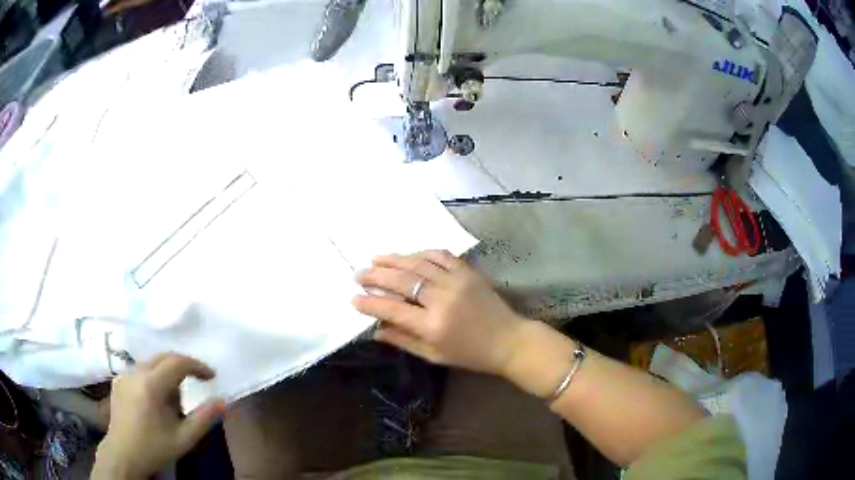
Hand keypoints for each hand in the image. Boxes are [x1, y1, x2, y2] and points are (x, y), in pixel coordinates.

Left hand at [93, 353, 224, 478]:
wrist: (124, 455)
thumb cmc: (155, 448)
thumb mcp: (184, 438)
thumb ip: (204, 418)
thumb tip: (222, 400)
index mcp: (151, 385)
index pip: (177, 362)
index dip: (197, 366)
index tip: (211, 376)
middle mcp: (135, 373)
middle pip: (163, 357)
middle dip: (182, 366)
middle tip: (198, 380)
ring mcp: (124, 375)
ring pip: (151, 363)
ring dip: (167, 374)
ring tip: (174, 400)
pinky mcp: (118, 380)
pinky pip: (140, 371)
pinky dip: (153, 378)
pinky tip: (155, 401)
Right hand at [352, 250, 528, 375]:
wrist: (508, 340)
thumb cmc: (470, 354)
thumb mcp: (434, 355)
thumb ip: (403, 341)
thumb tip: (375, 330)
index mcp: (433, 325)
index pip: (392, 310)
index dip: (370, 304)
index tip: (353, 299)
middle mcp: (442, 299)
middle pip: (402, 281)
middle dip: (375, 276)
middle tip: (358, 274)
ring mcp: (456, 281)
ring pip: (418, 264)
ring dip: (393, 260)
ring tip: (375, 259)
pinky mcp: (468, 272)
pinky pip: (440, 255)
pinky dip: (421, 253)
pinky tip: (408, 256)